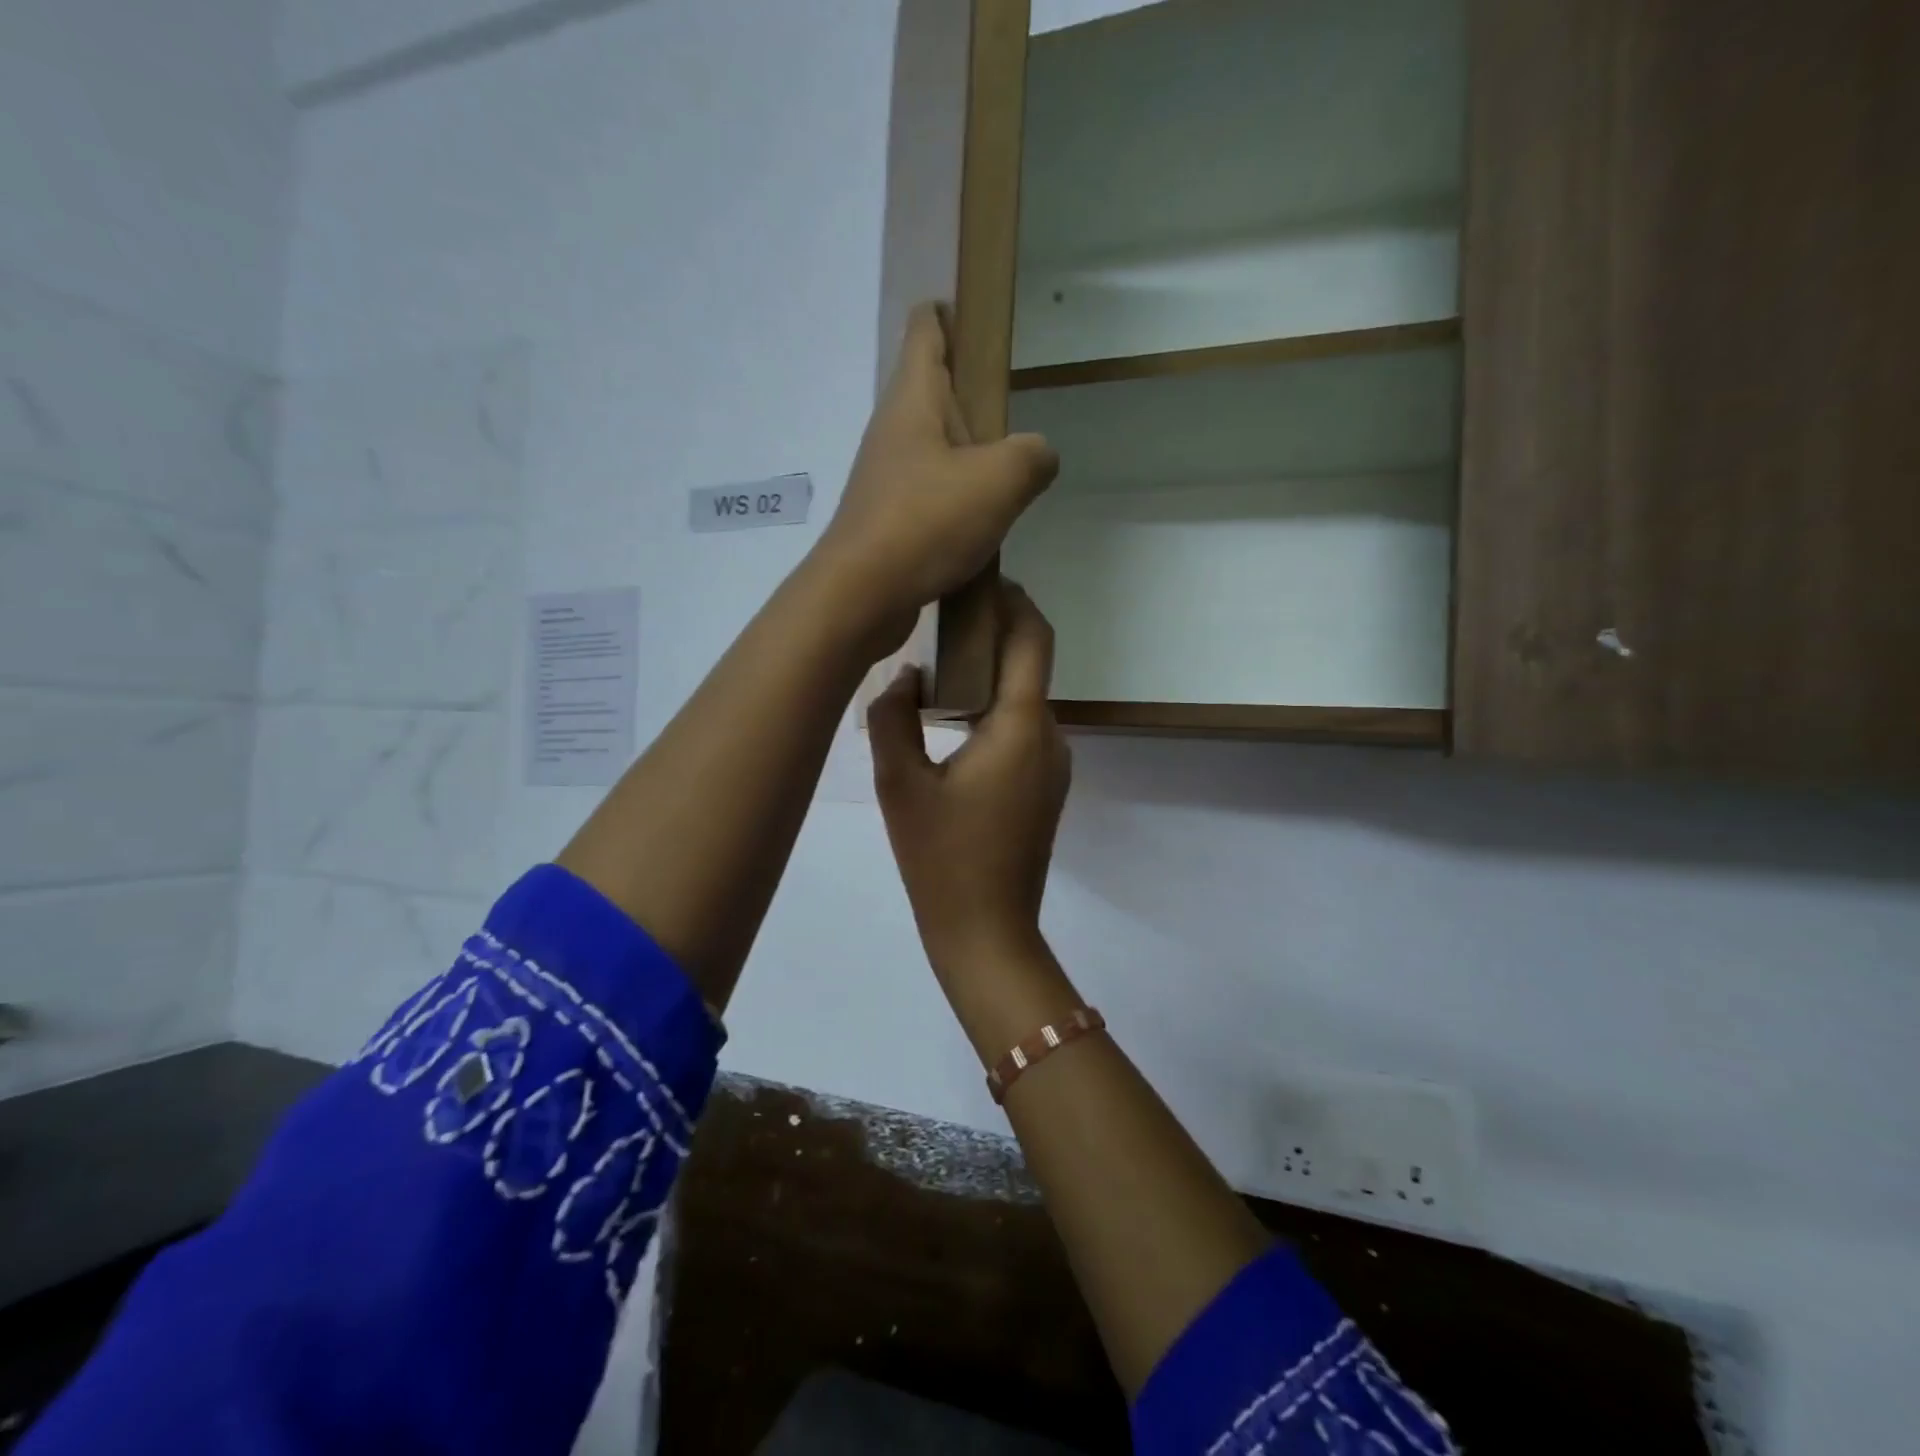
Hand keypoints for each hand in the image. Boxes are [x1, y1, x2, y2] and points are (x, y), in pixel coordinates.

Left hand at [816, 304, 1058, 652]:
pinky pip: (929, 498)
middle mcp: (893, 431)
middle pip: (935, 393)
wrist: (861, 596)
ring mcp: (886, 479)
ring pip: (935, 452)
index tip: (982, 320)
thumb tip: (1038, 457)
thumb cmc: (927, 522)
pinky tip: (982, 528)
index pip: (927, 329)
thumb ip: (1033, 456)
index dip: (952, 314)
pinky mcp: (887, 522)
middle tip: (1015, 420)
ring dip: (969, 460)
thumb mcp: (1001, 480)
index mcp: (915, 399)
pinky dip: (956, 504)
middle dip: (973, 400)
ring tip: (1009, 481)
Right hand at [868, 582, 1070, 973]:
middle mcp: (1049, 737)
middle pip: (1028, 664)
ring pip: (1023, 699)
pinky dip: (993, 710)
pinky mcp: (1044, 788)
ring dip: (988, 674)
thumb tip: (906, 677)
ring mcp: (1052, 765)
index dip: (1012, 598)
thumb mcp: (901, 785)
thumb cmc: (942, 860)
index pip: (1032, 637)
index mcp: (1021, 727)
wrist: (986, 933)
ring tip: (935, 664)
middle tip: (936, 618)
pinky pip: (1021, 730)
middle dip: (991, 633)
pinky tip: (951, 719)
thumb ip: (894, 718)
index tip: (977, 578)